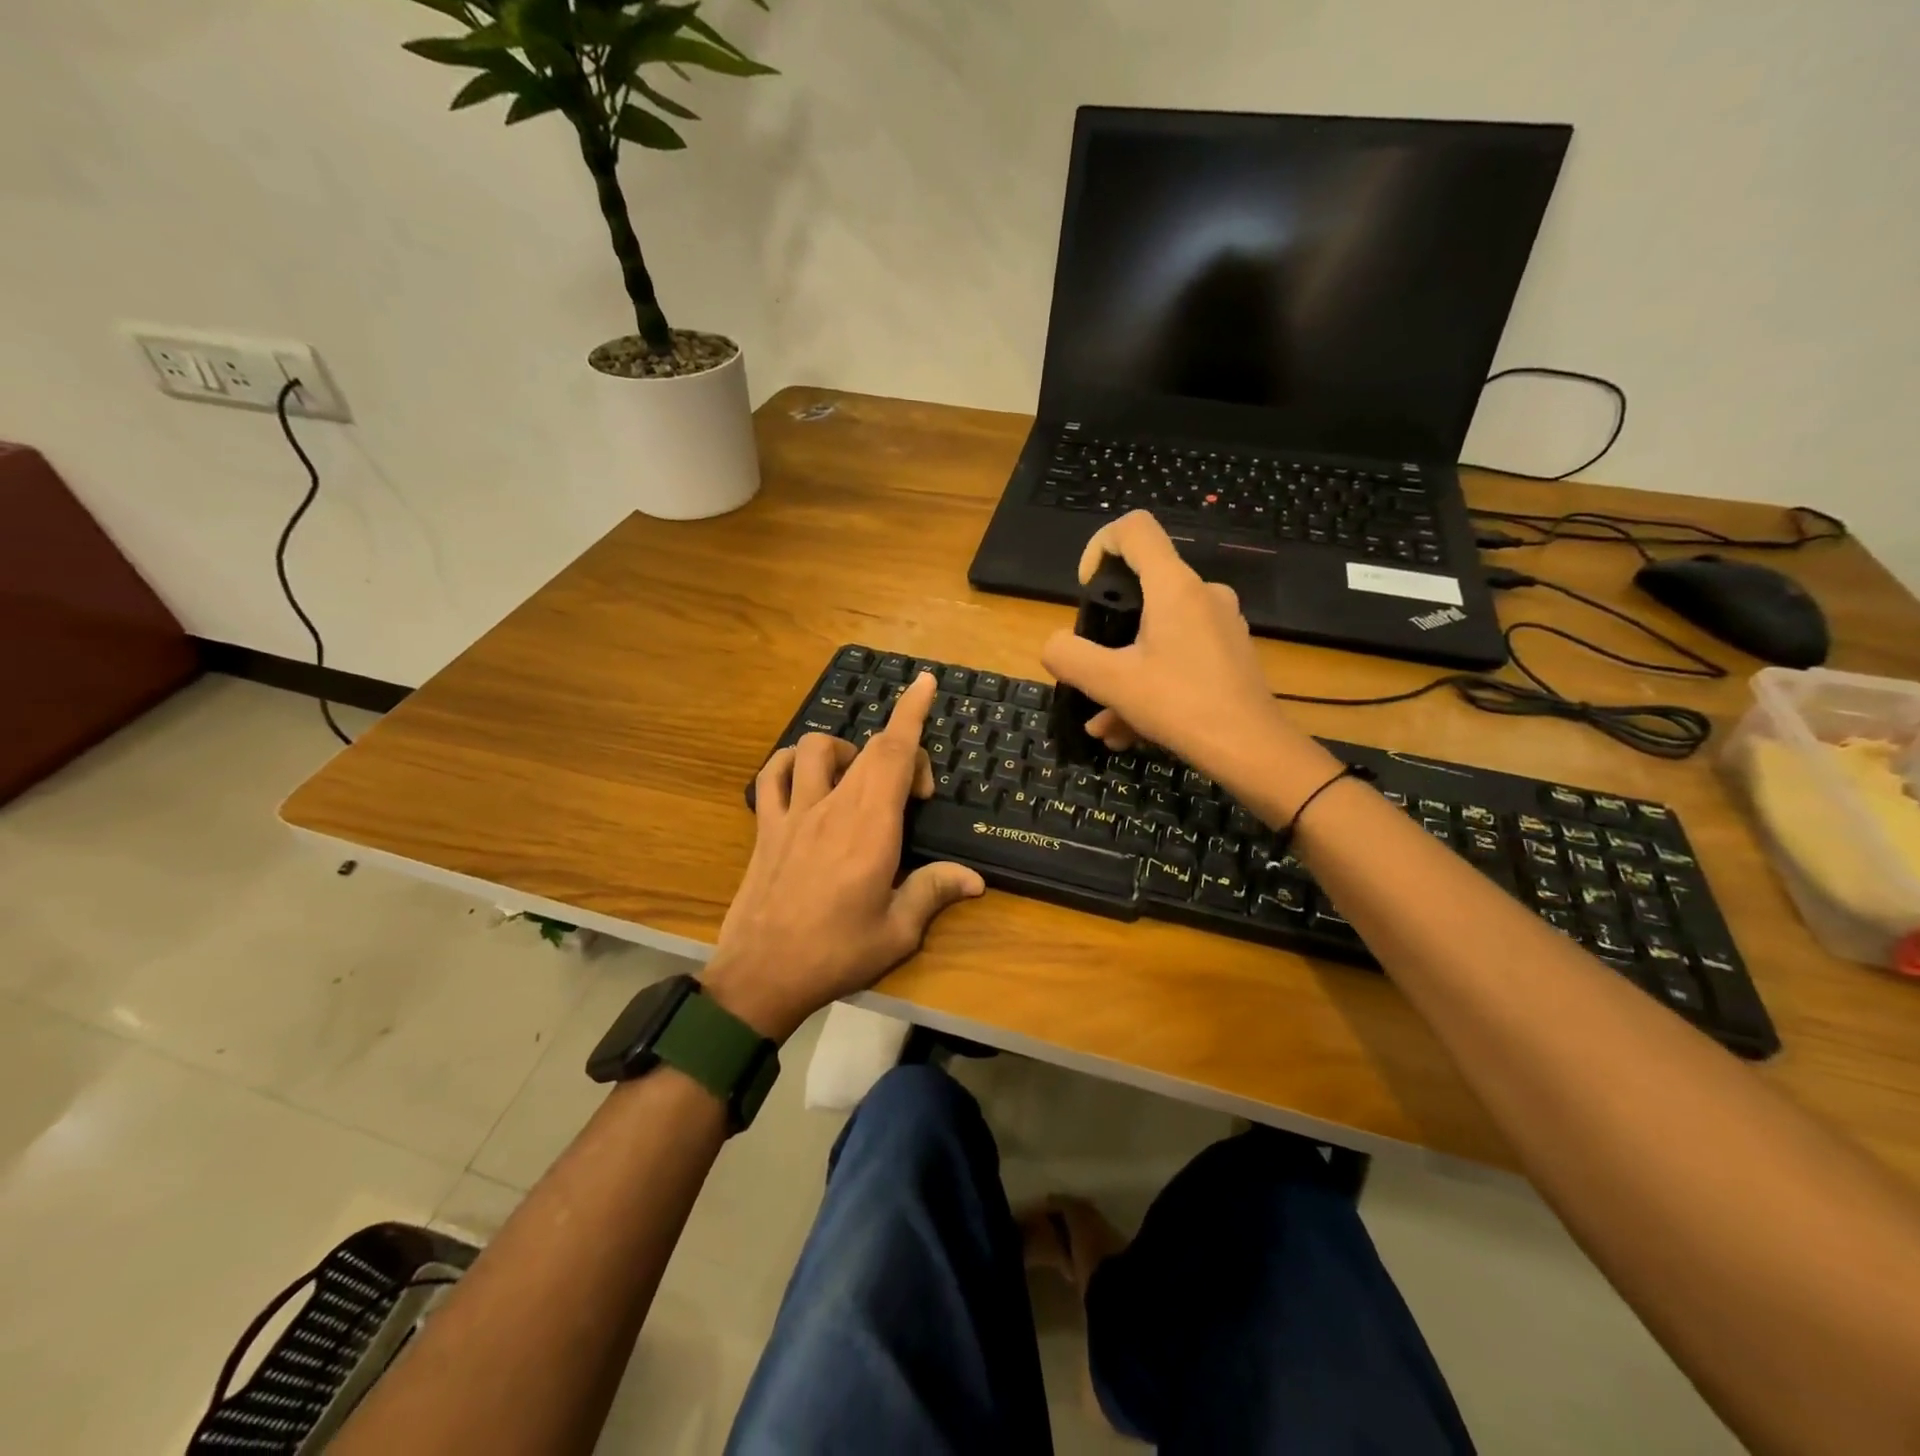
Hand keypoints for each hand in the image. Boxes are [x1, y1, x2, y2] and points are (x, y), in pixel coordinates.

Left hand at [704, 673, 985, 1041]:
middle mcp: (833, 807)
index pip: (895, 753)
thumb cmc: (835, 954)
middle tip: (918, 791)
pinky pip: (773, 774)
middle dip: (900, 745)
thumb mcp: (897, 933)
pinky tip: (805, 779)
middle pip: (868, 748)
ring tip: (860, 781)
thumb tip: (974, 879)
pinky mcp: (766, 826)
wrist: (760, 977)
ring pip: (818, 749)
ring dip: (847, 751)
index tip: (924, 682)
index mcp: (872, 828)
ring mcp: (794, 813)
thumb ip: (934, 892)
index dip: (912, 713)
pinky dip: (791, 762)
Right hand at [1040, 511, 1337, 801]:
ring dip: (1123, 674)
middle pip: (1141, 588)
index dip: (1099, 546)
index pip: (1134, 529)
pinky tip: (1130, 731)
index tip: (1087, 590)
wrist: (1252, 750)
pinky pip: (1177, 656)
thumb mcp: (1110, 682)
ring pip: (1156, 634)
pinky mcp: (1228, 653)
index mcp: (1174, 586)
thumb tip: (1055, 644)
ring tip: (1104, 723)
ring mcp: (1220, 624)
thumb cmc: (1181, 705)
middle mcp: (1202, 594)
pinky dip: (1149, 684)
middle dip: (1106, 634)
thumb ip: (1069, 656)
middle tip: (1090, 673)